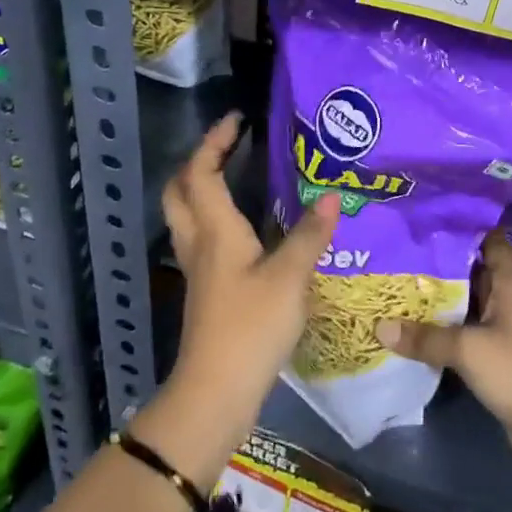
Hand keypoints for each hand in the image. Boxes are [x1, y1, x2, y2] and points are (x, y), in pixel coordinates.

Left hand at [162, 112, 338, 422]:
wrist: (215, 391)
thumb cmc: (249, 327)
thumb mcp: (288, 278)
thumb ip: (308, 236)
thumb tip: (332, 196)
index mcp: (214, 230)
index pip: (201, 171)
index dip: (215, 141)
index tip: (237, 119)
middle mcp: (199, 243)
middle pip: (180, 190)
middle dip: (198, 162)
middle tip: (228, 148)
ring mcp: (198, 269)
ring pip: (187, 216)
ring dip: (202, 189)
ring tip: (237, 178)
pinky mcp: (207, 291)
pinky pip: (203, 239)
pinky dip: (216, 220)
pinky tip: (247, 230)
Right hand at [375, 230, 511, 472]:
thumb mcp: (468, 349)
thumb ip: (425, 337)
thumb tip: (380, 326)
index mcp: (511, 285)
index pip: (492, 242)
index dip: (466, 227)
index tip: (431, 218)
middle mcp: (509, 301)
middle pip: (475, 271)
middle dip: (442, 262)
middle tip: (402, 249)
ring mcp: (504, 330)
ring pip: (469, 303)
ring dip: (442, 297)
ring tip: (400, 282)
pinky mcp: (498, 357)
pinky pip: (467, 332)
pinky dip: (445, 327)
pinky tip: (415, 325)